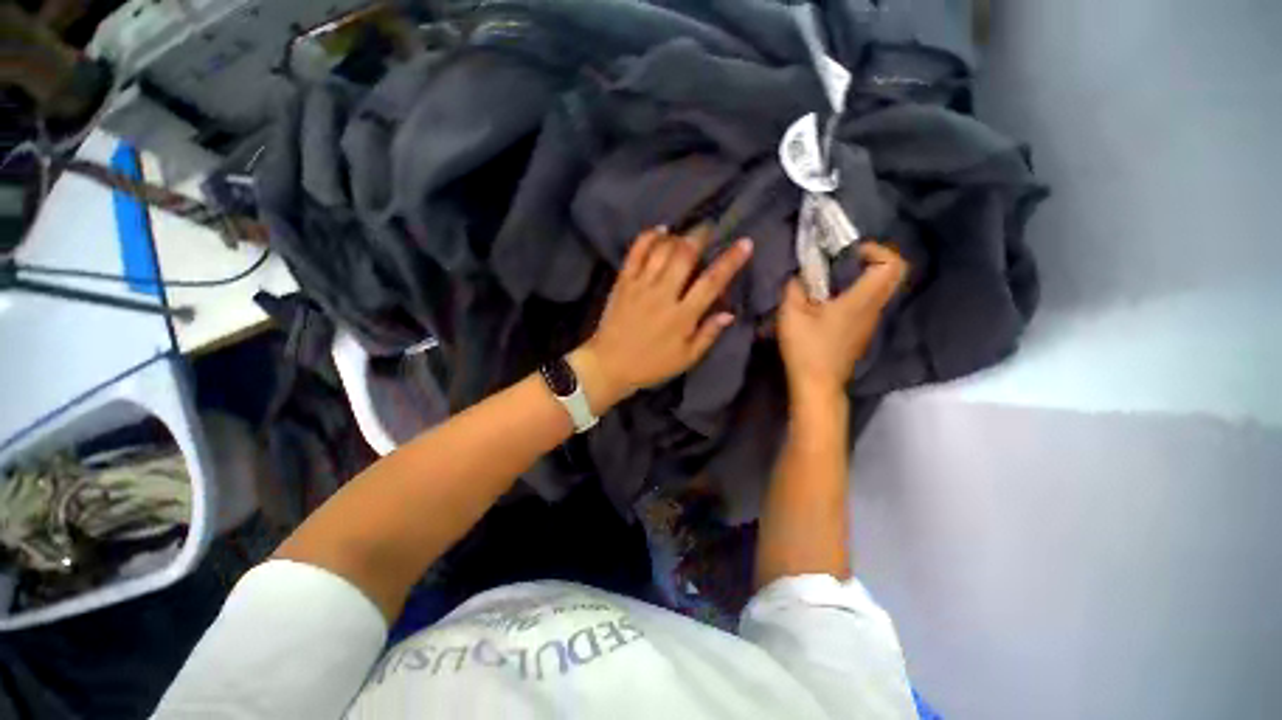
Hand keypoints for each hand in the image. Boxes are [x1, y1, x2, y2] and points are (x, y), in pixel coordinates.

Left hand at [572, 225, 753, 412]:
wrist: (610, 365)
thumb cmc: (652, 365)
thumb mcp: (686, 358)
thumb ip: (708, 334)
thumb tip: (729, 313)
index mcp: (682, 316)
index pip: (711, 282)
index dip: (730, 261)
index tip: (745, 243)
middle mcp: (663, 295)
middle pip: (685, 255)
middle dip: (701, 236)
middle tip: (709, 229)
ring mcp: (640, 286)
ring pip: (662, 250)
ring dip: (677, 236)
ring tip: (685, 234)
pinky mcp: (623, 282)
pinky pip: (635, 252)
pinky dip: (648, 237)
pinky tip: (660, 231)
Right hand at [777, 242, 907, 405]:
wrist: (817, 385)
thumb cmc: (806, 349)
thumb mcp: (791, 315)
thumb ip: (794, 288)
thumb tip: (799, 275)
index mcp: (861, 301)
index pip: (892, 264)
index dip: (876, 249)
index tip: (848, 252)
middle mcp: (873, 309)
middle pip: (892, 274)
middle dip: (870, 259)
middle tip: (841, 260)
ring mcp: (870, 322)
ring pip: (879, 288)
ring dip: (859, 276)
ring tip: (828, 280)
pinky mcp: (861, 332)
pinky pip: (867, 302)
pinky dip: (853, 292)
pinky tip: (826, 302)